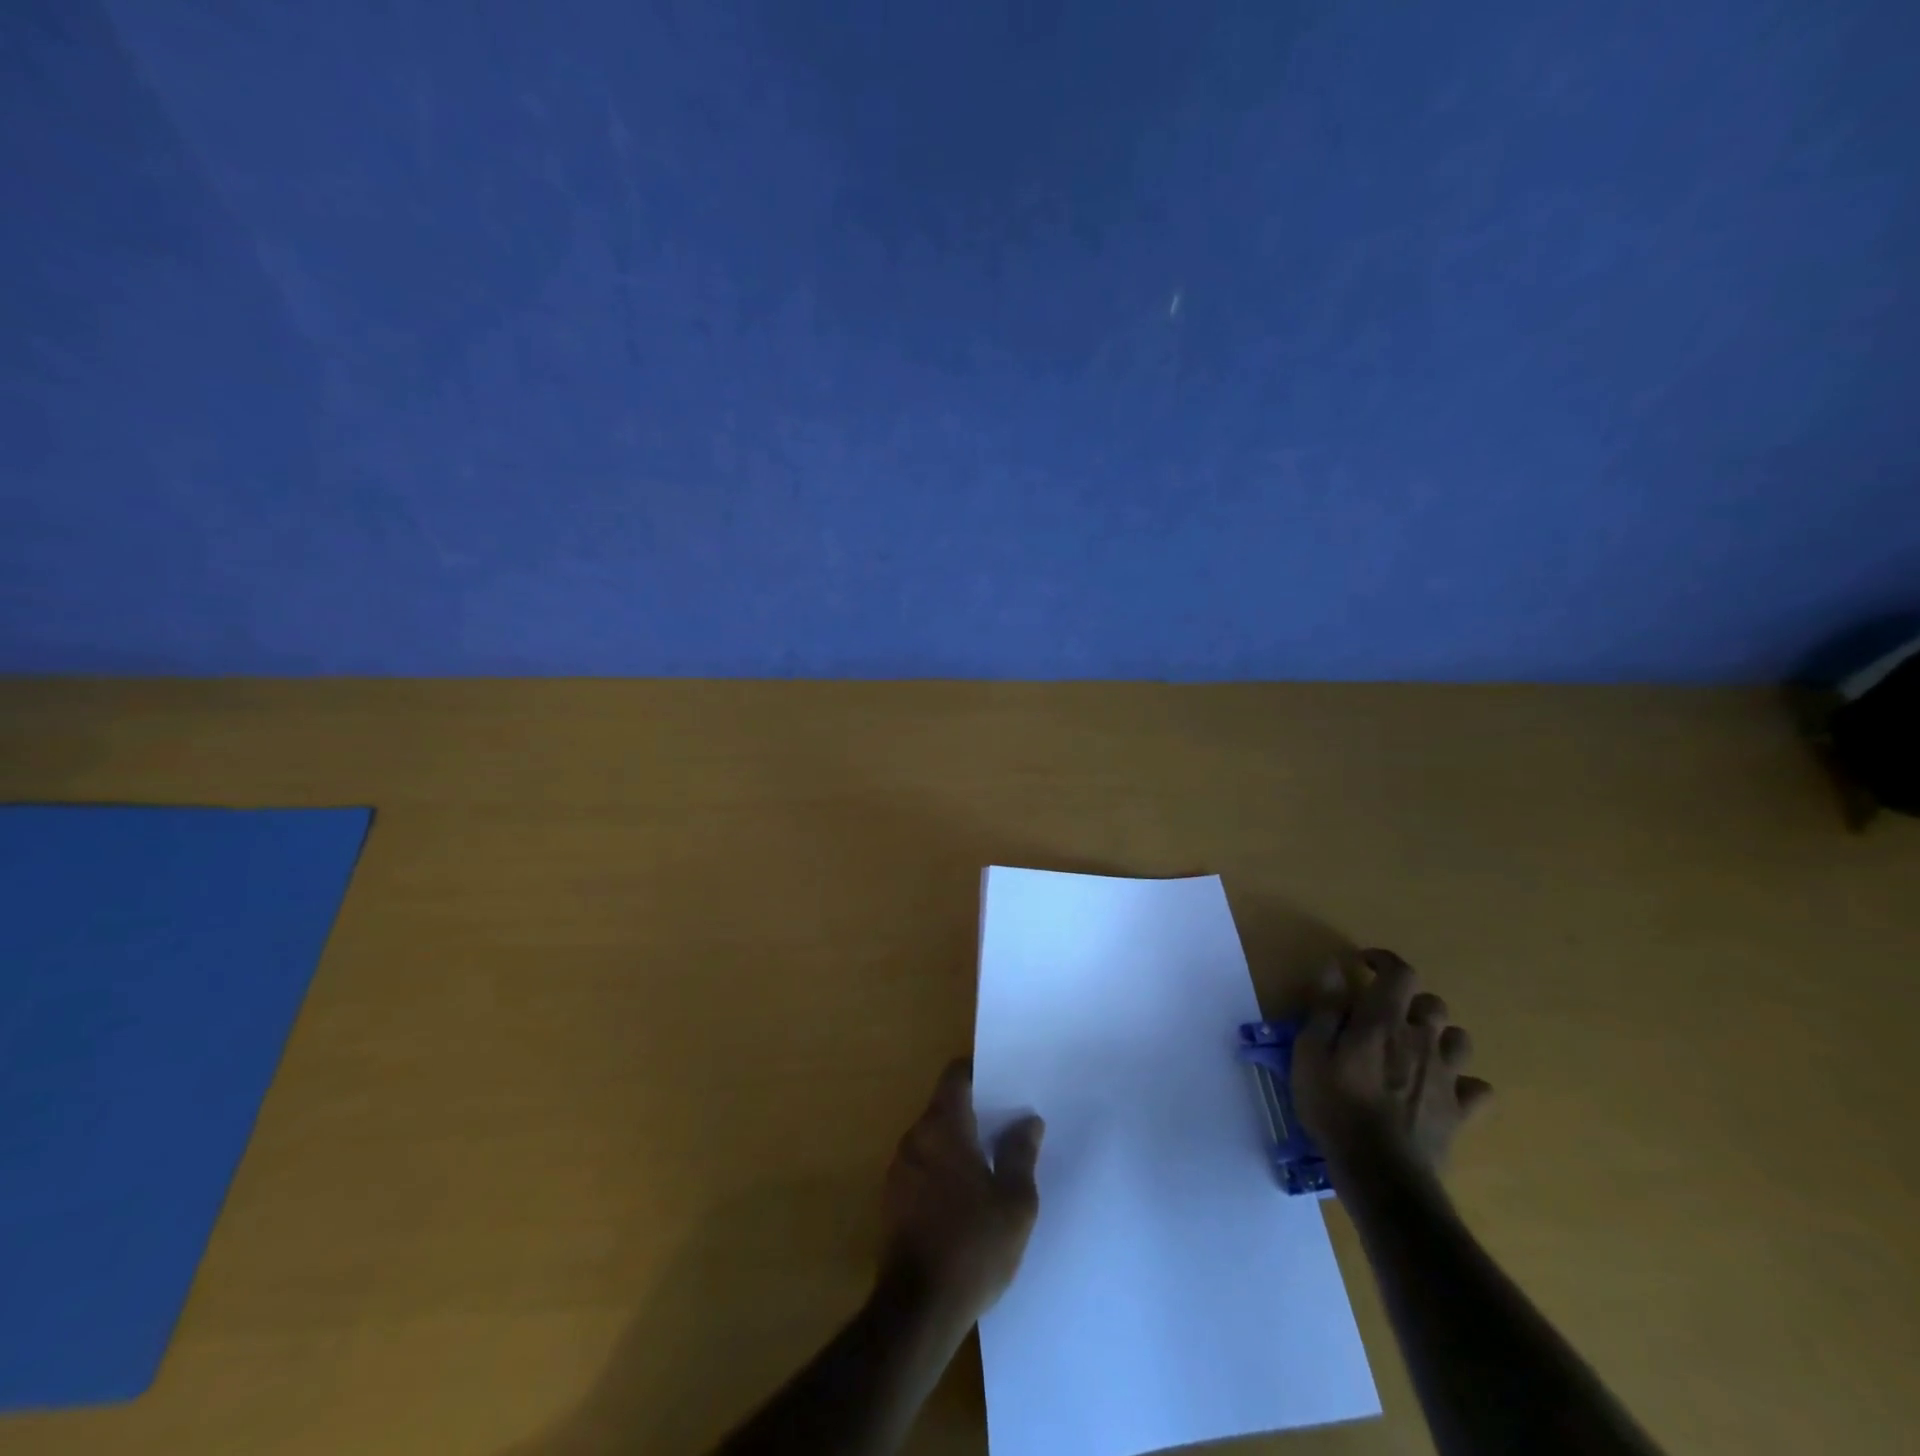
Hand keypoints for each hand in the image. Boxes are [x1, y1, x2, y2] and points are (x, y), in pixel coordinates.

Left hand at [880, 1059, 1043, 1325]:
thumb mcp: (1014, 1202)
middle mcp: (915, 1136)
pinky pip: (923, 1165)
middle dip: (975, 1111)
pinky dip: (944, 1168)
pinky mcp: (893, 1199)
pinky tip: (967, 1196)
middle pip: (945, 1105)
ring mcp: (899, 1168)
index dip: (979, 1073)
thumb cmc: (973, 1246)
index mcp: (943, 1126)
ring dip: (959, 1142)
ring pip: (934, 1137)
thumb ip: (1021, 1154)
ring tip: (992, 1161)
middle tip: (1008, 1125)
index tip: (1005, 1083)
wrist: (918, 1310)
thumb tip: (1027, 1121)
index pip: (956, 1075)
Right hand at [1292, 949, 1491, 1172]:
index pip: (1400, 973)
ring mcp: (1446, 1077)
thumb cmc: (1335, 1106)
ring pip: (1459, 1039)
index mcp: (1384, 1022)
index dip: (1385, 961)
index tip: (1364, 965)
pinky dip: (1462, 1082)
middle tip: (1383, 1016)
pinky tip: (1442, 1088)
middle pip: (1432, 1004)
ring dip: (1438, 1036)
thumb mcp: (1310, 1052)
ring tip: (1414, 1048)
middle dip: (1410, 1002)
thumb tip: (1334, 969)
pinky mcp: (1460, 1111)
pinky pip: (1476, 1087)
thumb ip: (1324, 1008)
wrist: (1382, 1172)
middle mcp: (1421, 1040)